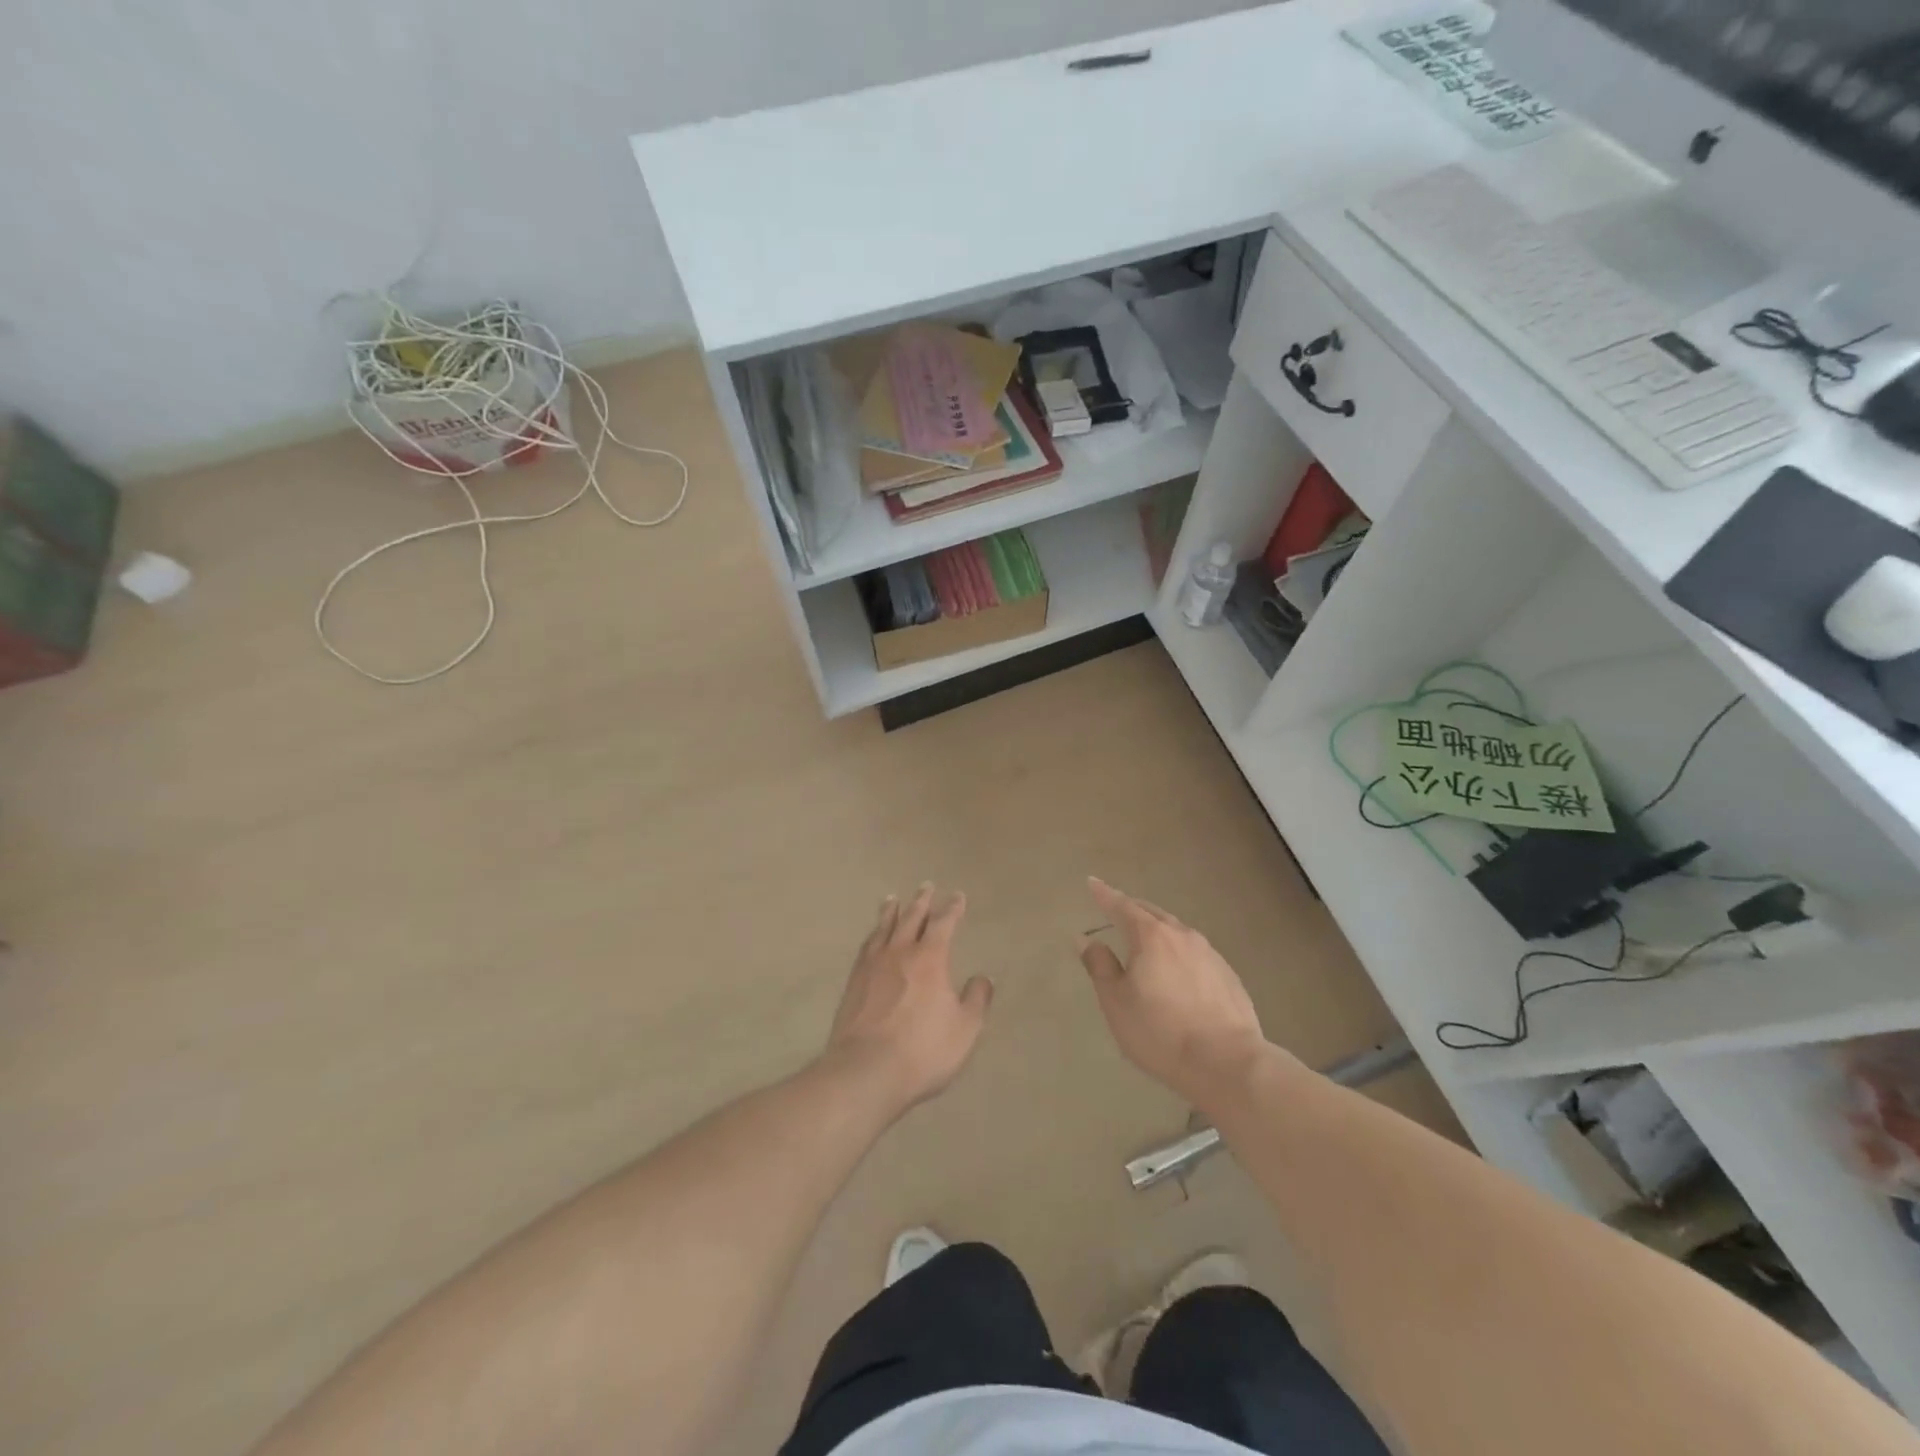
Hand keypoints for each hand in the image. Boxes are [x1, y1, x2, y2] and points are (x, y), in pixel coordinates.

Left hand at [824, 885, 992, 1113]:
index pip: (944, 924)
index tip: (957, 896)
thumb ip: (976, 1000)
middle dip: (921, 901)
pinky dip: (873, 935)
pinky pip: (866, 947)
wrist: (866, 1071)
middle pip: (911, 918)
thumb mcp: (964, 1029)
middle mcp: (900, 953)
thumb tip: (983, 978)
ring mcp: (872, 966)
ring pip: (883, 928)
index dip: (952, 909)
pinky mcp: (853, 983)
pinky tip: (872, 937)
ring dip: (891, 912)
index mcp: (930, 958)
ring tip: (892, 899)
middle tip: (925, 886)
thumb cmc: (923, 1050)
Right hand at [1078, 877, 1268, 1105]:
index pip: (1121, 906)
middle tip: (1116, 908)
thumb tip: (1087, 939)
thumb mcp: (1116, 1002)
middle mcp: (1182, 936)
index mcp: (1151, 936)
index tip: (1092, 882)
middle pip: (1152, 913)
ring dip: (1157, 929)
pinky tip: (1177, 970)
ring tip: (1146, 939)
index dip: (1104, 894)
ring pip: (1176, 931)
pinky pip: (1195, 952)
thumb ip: (1100, 966)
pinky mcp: (1228, 975)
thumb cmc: (1160, 1032)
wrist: (1227, 1063)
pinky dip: (1178, 951)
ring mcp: (1210, 954)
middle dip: (1131, 908)